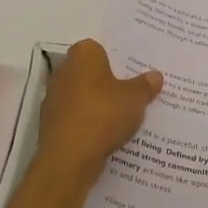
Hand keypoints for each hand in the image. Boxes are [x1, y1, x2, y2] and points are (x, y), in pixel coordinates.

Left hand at [36, 39, 162, 181]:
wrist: (69, 158)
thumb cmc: (103, 114)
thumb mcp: (135, 98)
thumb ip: (145, 85)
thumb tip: (155, 75)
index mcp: (83, 55)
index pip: (100, 49)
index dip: (117, 60)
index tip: (134, 72)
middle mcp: (63, 72)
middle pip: (91, 73)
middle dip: (109, 83)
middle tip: (134, 93)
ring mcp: (54, 99)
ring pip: (83, 97)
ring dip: (99, 105)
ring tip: (124, 118)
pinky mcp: (52, 124)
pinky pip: (77, 118)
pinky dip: (89, 124)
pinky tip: (107, 136)